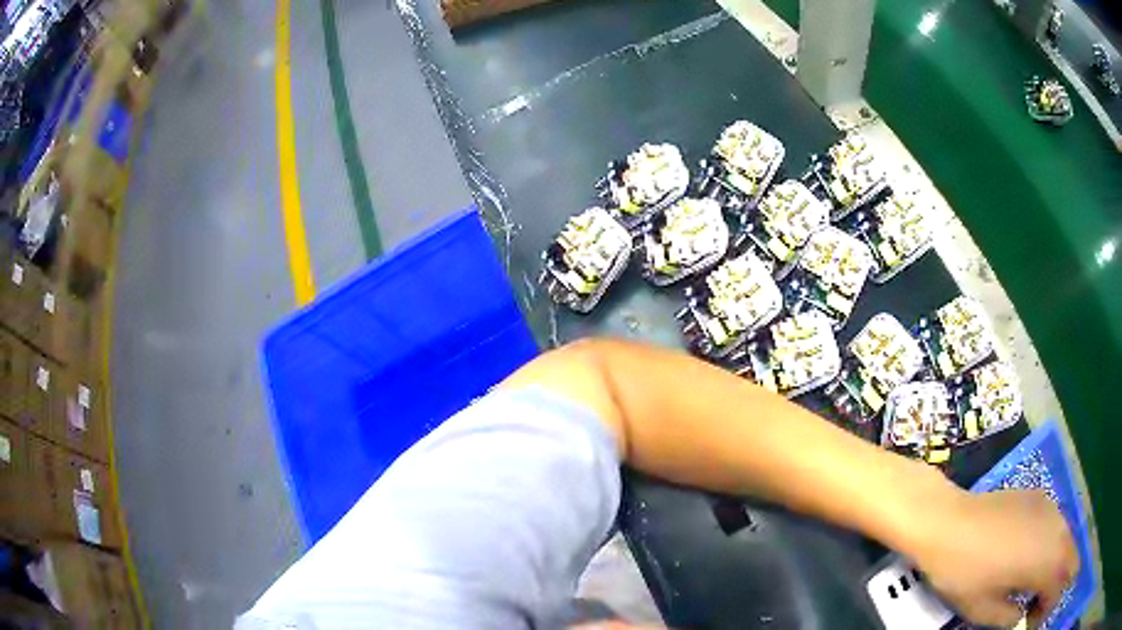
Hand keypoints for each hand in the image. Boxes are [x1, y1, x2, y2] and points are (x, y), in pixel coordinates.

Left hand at [907, 489, 1078, 628]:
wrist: (949, 522)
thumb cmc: (965, 572)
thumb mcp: (984, 610)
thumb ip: (1010, 616)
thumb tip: (1022, 614)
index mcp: (1046, 560)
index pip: (1059, 585)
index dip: (1047, 606)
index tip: (1031, 619)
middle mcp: (1057, 529)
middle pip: (1069, 558)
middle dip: (1056, 583)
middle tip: (1035, 603)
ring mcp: (1051, 507)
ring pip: (1066, 539)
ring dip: (1057, 563)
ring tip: (1034, 584)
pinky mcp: (1041, 496)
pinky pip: (1057, 524)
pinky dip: (1051, 545)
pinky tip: (1031, 557)